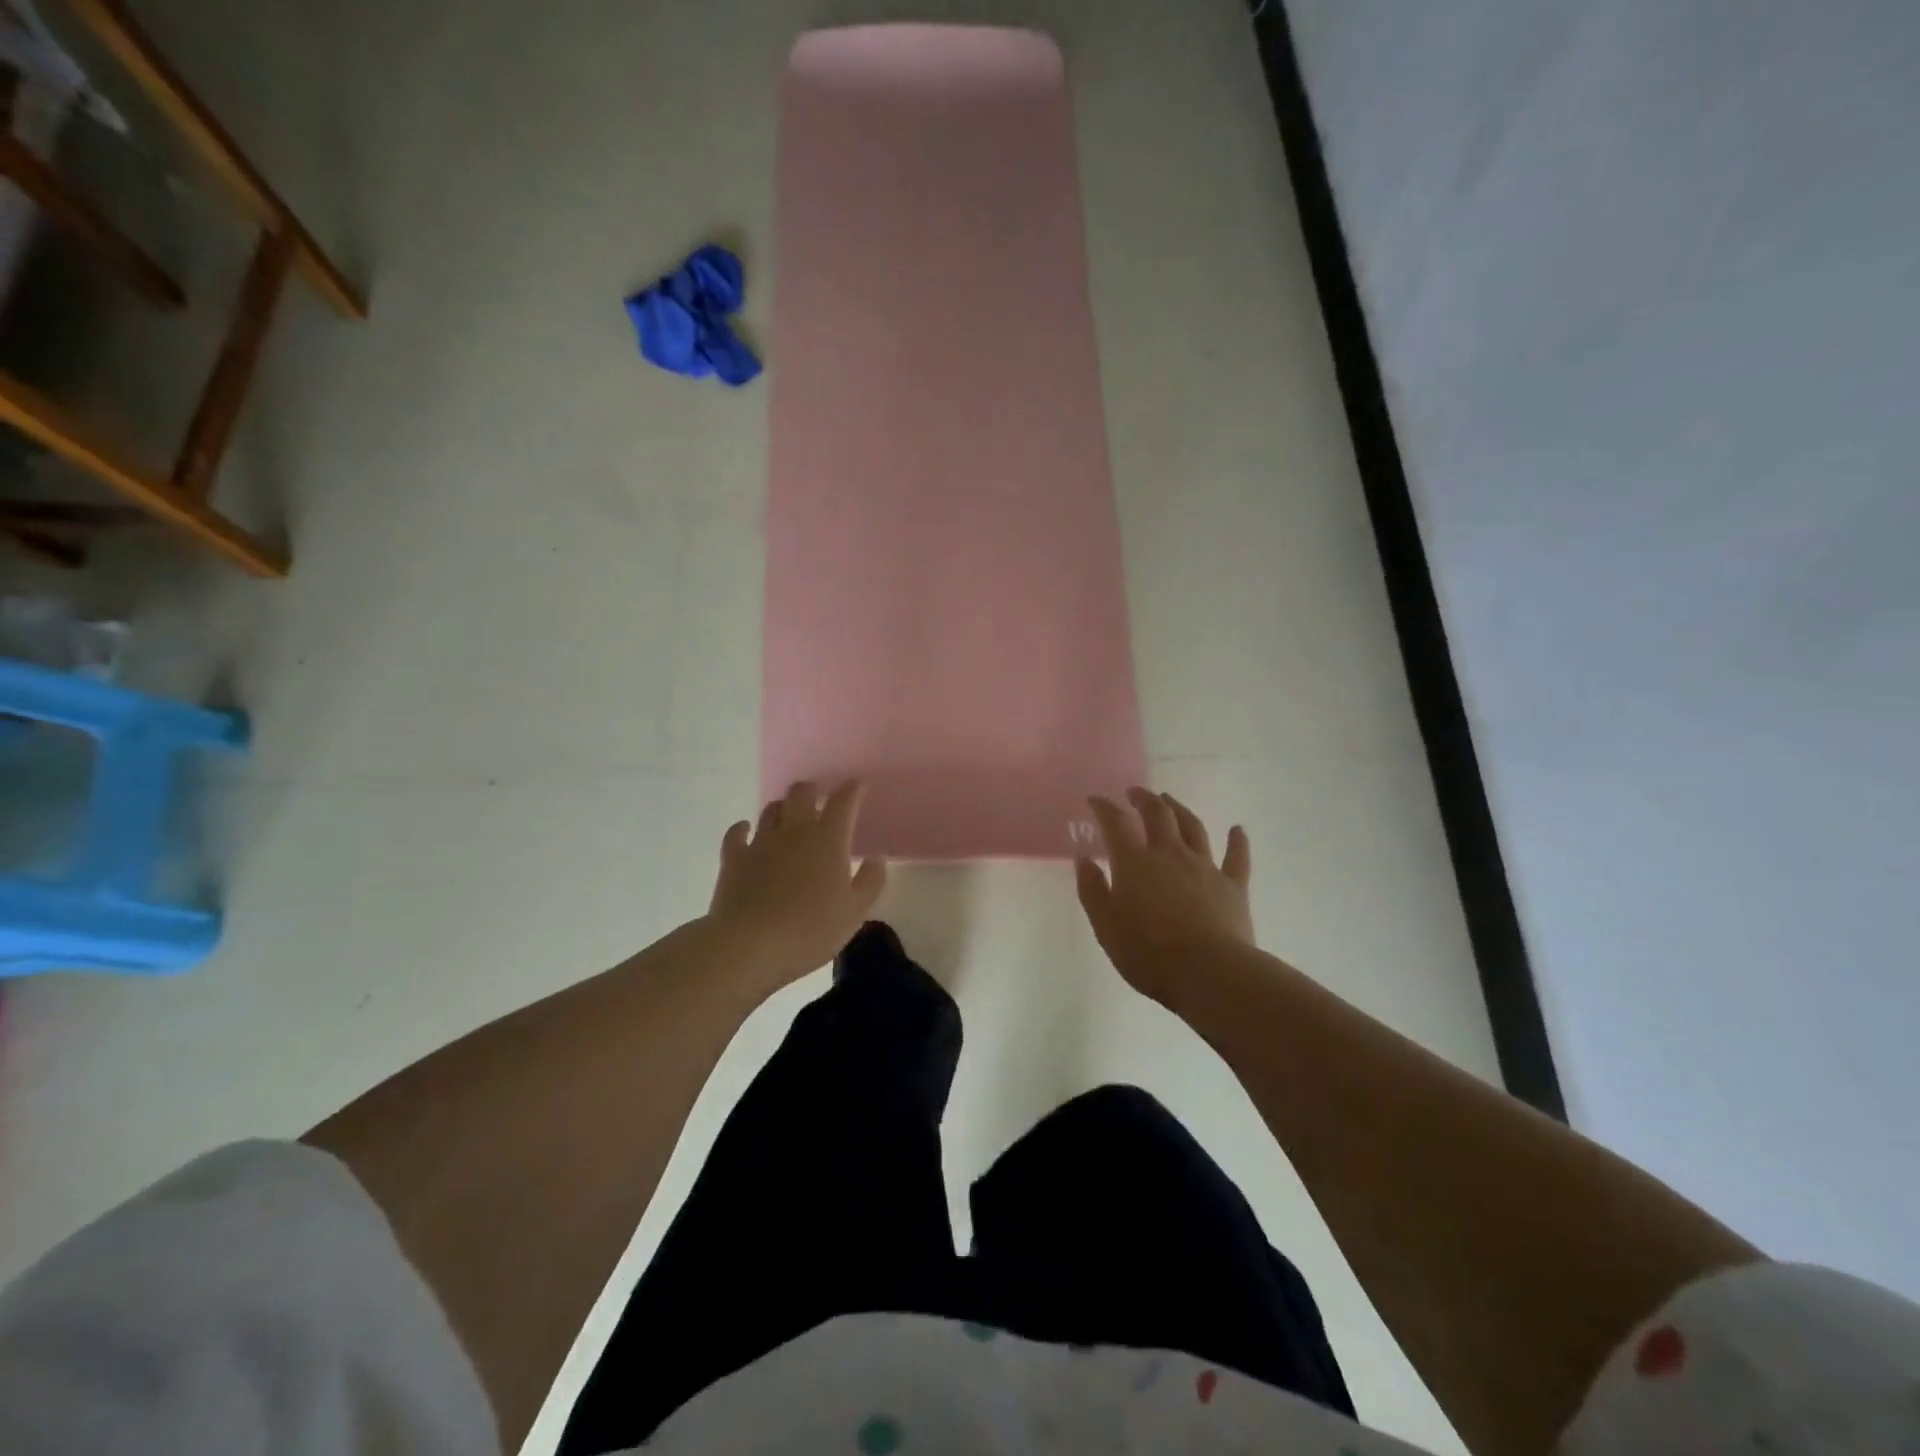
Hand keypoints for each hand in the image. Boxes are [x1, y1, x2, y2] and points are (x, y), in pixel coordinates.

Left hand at [707, 780, 887, 993]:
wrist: (749, 946)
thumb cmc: (809, 930)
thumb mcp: (854, 912)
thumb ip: (870, 881)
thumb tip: (876, 858)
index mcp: (828, 840)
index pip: (843, 802)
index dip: (852, 790)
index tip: (858, 786)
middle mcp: (794, 831)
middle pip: (802, 794)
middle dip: (813, 791)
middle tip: (819, 801)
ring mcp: (761, 842)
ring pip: (771, 809)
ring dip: (783, 808)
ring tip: (789, 817)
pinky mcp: (734, 858)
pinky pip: (737, 833)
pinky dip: (743, 828)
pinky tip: (746, 830)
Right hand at [1075, 788, 1253, 1005]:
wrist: (1210, 973)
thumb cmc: (1149, 953)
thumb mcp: (1106, 926)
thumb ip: (1092, 890)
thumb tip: (1083, 858)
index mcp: (1135, 863)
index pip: (1116, 824)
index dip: (1104, 808)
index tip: (1095, 800)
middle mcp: (1170, 854)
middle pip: (1158, 814)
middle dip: (1144, 799)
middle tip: (1134, 793)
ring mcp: (1205, 867)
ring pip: (1193, 827)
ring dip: (1179, 809)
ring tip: (1170, 801)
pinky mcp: (1233, 886)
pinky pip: (1236, 857)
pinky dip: (1237, 841)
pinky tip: (1238, 830)